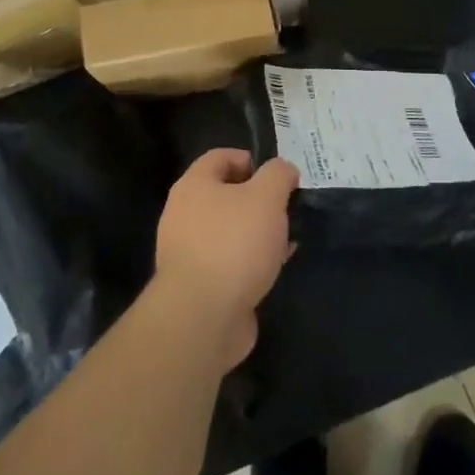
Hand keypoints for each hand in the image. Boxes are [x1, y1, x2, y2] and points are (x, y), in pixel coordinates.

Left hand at [154, 149, 298, 371]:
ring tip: (288, 237)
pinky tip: (277, 266)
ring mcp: (190, 252)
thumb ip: (278, 175)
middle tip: (287, 207)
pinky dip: (253, 260)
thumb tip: (283, 170)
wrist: (203, 317)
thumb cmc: (234, 243)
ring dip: (259, 232)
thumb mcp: (266, 197)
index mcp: (194, 186)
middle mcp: (185, 214)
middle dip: (259, 199)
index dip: (251, 159)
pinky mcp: (201, 285)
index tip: (279, 175)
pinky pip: (231, 261)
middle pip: (226, 195)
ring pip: (231, 230)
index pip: (220, 157)